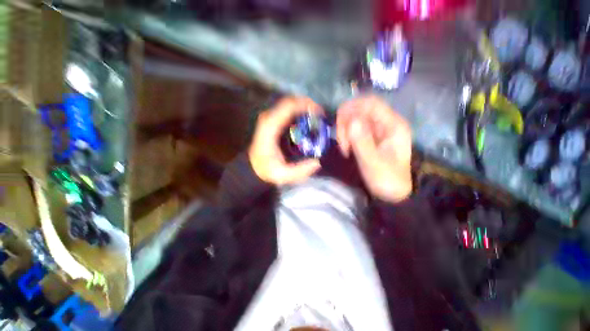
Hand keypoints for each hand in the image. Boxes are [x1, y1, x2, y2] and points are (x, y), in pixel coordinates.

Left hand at [249, 97, 322, 184]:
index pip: (288, 107)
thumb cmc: (267, 169)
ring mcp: (269, 118)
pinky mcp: (272, 120)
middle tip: (321, 115)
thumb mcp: (282, 175)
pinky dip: (298, 111)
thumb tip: (317, 162)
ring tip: (316, 116)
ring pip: (289, 104)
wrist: (254, 167)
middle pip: (290, 101)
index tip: (319, 113)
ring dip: (303, 107)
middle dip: (307, 104)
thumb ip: (300, 170)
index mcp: (270, 128)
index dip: (305, 105)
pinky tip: (307, 120)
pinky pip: (287, 110)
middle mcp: (268, 118)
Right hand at [336, 96, 411, 202]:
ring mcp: (376, 130)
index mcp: (393, 126)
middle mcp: (385, 123)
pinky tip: (346, 148)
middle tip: (343, 142)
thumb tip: (351, 121)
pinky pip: (353, 129)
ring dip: (345, 130)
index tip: (339, 123)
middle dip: (346, 123)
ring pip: (354, 119)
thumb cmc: (386, 179)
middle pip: (360, 109)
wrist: (391, 193)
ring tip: (345, 148)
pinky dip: (346, 136)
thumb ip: (363, 142)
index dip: (352, 108)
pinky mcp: (369, 137)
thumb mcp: (373, 163)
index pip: (371, 104)